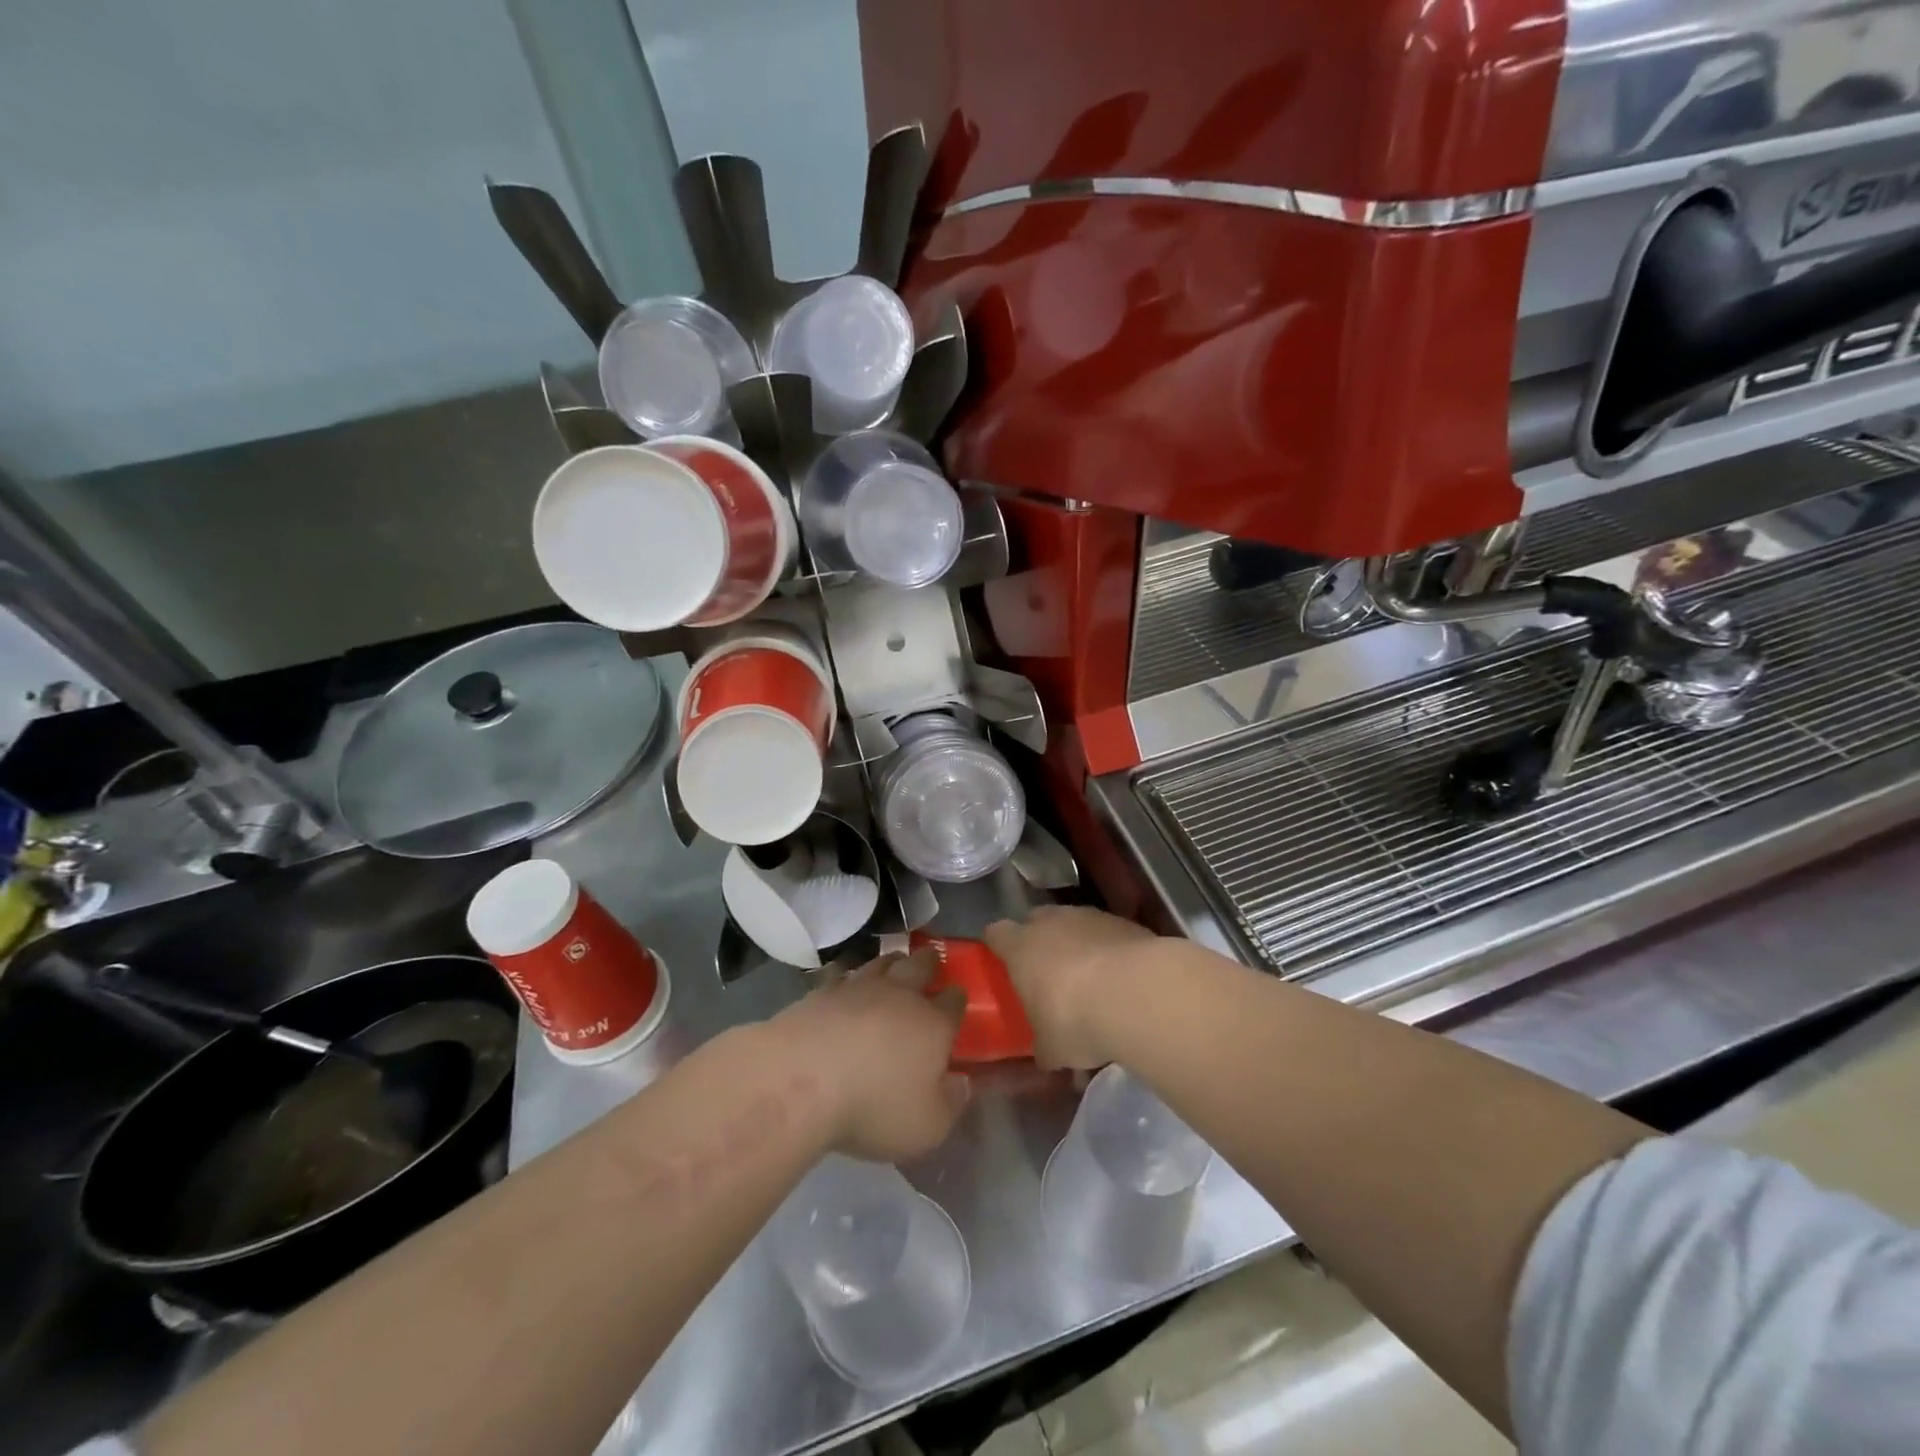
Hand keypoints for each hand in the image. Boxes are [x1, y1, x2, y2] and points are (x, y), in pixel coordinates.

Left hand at [772, 951, 968, 1160]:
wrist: (801, 1079)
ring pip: (881, 962)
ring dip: (891, 961)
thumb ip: (951, 1103)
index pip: (953, 1002)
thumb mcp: (927, 1126)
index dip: (958, 999)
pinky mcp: (821, 991)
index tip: (958, 997)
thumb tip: (962, 1082)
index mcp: (933, 1024)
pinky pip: (841, 974)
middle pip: (920, 967)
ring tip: (894, 961)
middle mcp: (900, 996)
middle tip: (931, 958)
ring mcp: (858, 988)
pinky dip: (848, 975)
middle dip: (929, 962)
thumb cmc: (874, 1107)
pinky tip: (844, 981)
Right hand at [984, 906, 1158, 1068]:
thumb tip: (1046, 1056)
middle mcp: (1051, 922)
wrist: (1136, 994)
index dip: (999, 946)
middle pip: (1037, 921)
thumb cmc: (1075, 1019)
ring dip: (1079, 944)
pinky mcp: (1124, 922)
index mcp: (1020, 947)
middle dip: (1041, 941)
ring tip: (1093, 979)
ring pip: (1075, 924)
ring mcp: (1090, 917)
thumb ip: (1045, 1046)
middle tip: (1048, 972)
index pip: (997, 934)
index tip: (1004, 962)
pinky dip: (1111, 950)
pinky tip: (1123, 979)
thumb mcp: (1052, 1048)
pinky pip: (1108, 933)